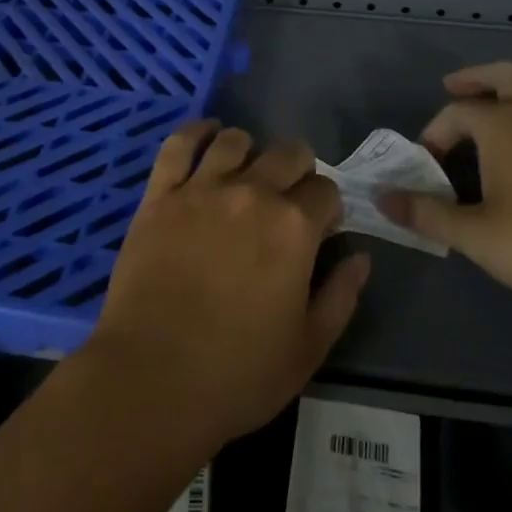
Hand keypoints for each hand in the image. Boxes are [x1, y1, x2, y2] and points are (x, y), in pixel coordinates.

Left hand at [84, 121, 371, 446]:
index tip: (320, 229)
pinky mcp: (159, 195)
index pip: (325, 190)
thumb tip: (360, 257)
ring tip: (246, 173)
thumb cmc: (238, 374)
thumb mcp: (309, 347)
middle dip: (298, 170)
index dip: (327, 208)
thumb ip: (341, 295)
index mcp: (294, 227)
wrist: (151, 380)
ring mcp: (201, 189)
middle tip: (288, 199)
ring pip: (235, 140)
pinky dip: (196, 132)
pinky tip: (207, 135)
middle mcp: (251, 193)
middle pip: (288, 153)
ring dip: (250, 152)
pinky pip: (179, 144)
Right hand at [378, 62, 511, 303]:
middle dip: (479, 78)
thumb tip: (382, 199)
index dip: (434, 133)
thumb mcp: (476, 234)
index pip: (457, 112)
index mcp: (503, 125)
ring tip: (504, 105)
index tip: (425, 164)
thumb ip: (427, 214)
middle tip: (456, 87)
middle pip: (508, 75)